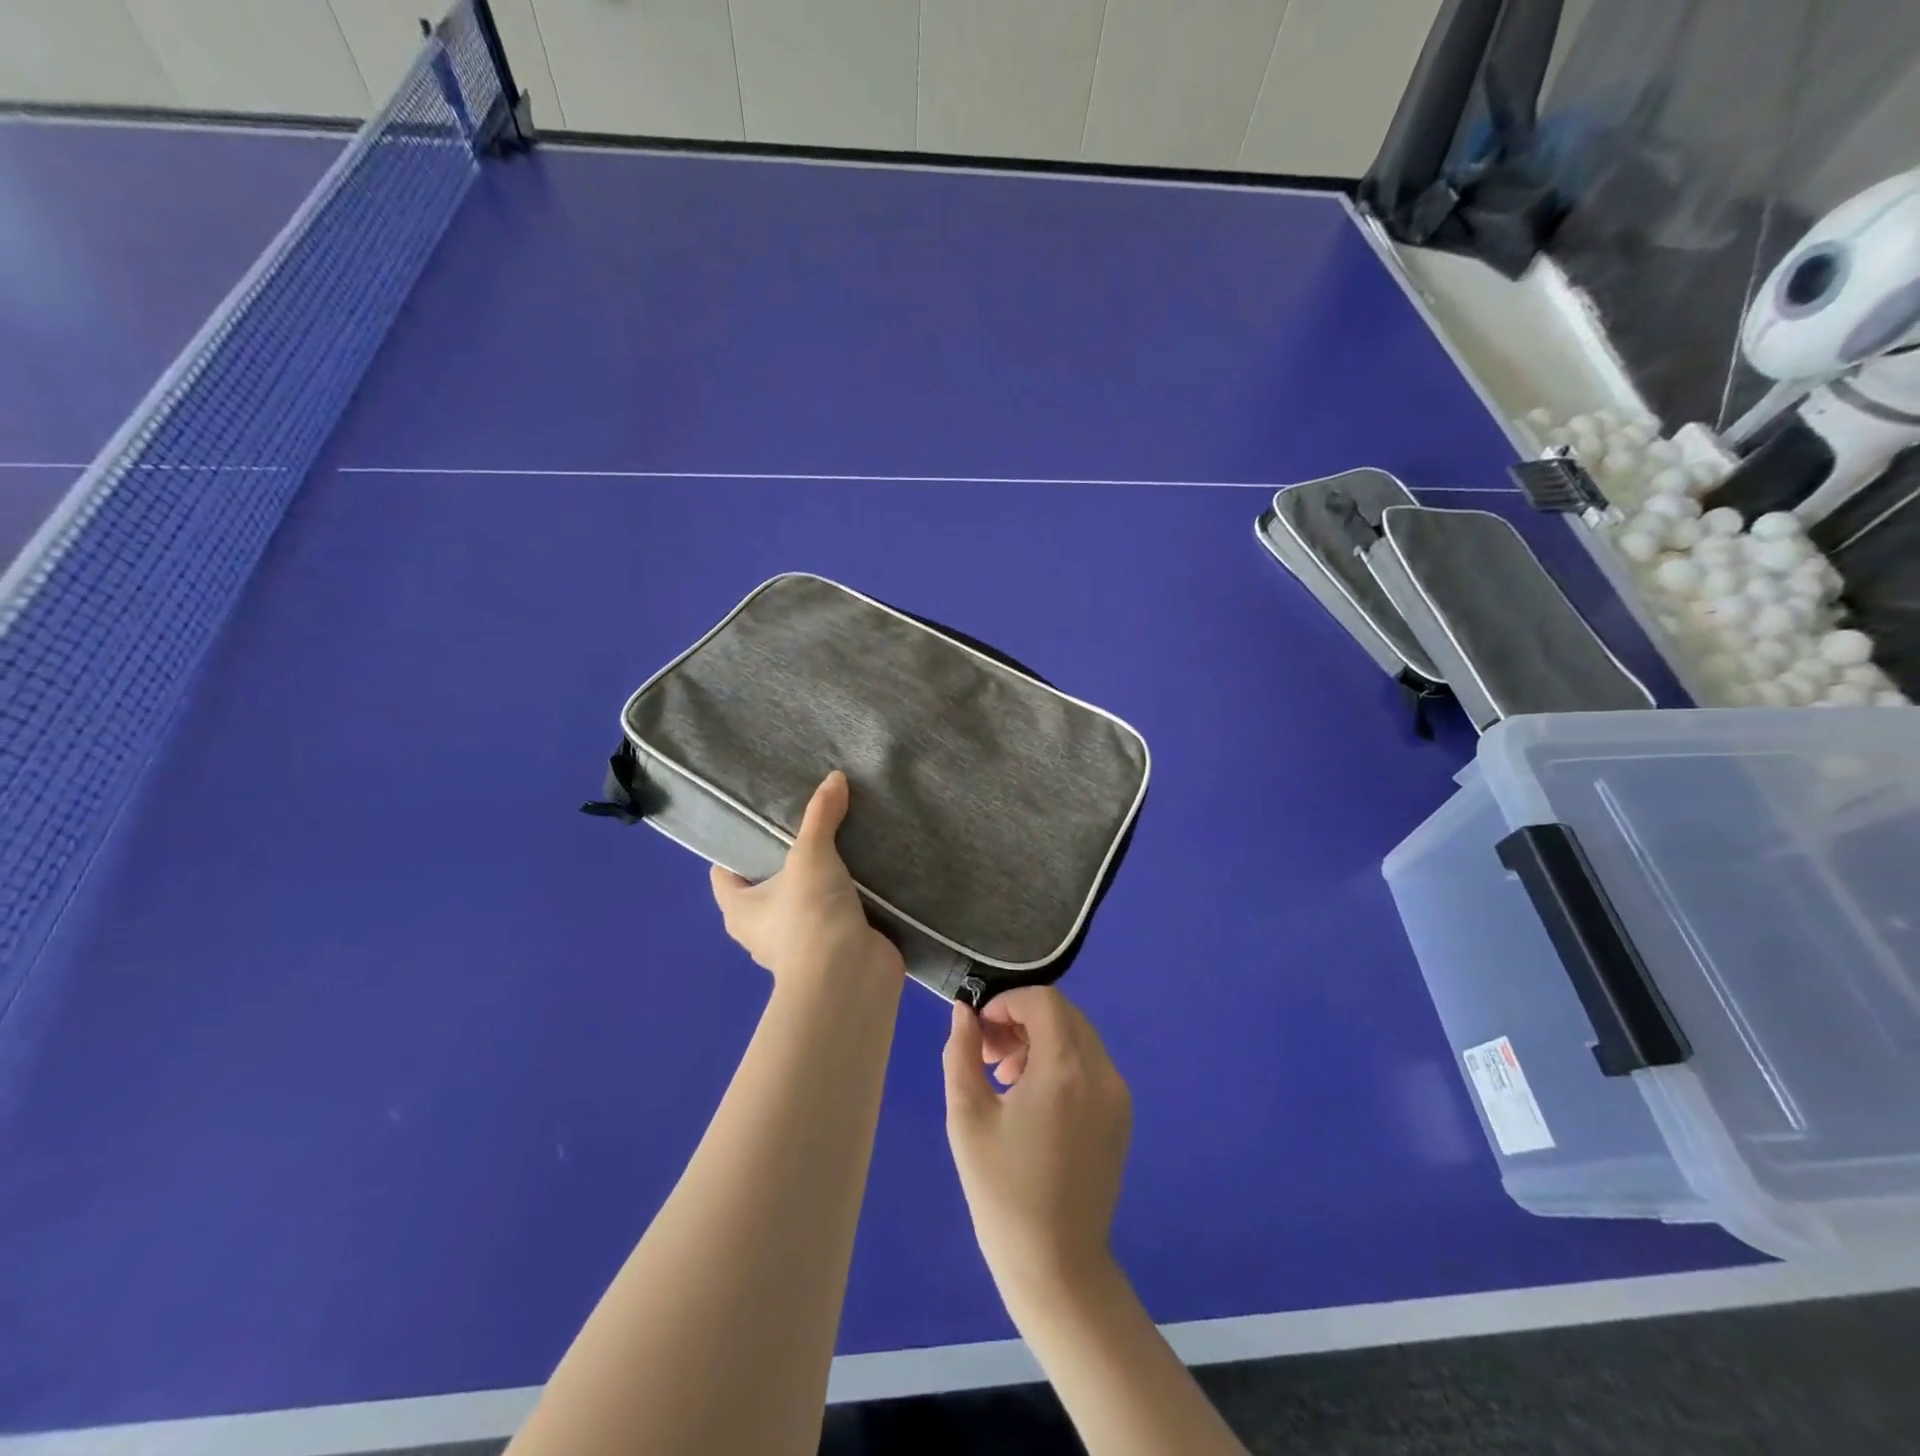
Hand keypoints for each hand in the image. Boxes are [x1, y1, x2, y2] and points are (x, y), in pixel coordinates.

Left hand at [710, 771, 904, 991]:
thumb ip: (821, 815)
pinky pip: (839, 912)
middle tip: (810, 820)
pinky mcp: (837, 946)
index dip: (736, 846)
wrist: (851, 977)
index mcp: (741, 910)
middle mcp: (765, 929)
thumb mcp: (811, 855)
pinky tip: (868, 868)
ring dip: (823, 877)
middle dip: (787, 857)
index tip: (760, 818)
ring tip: (843, 837)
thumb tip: (835, 777)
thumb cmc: (809, 916)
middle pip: (769, 884)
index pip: (725, 872)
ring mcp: (803, 941)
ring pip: (807, 899)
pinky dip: (851, 895)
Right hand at [943, 987, 1131, 1304]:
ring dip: (1039, 1040)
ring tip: (1005, 1079)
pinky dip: (1060, 1062)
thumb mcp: (967, 1118)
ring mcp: (1117, 1095)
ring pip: (1077, 1036)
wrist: (1056, 1266)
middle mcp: (1101, 1073)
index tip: (980, 1031)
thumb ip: (961, 1053)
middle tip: (988, 1056)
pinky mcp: (1121, 1115)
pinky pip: (1090, 1064)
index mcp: (1065, 1070)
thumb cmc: (1002, 1192)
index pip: (1043, 1001)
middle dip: (1021, 1020)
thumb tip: (963, 1013)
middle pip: (1062, 1013)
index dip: (1007, 1003)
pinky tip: (1033, 1100)